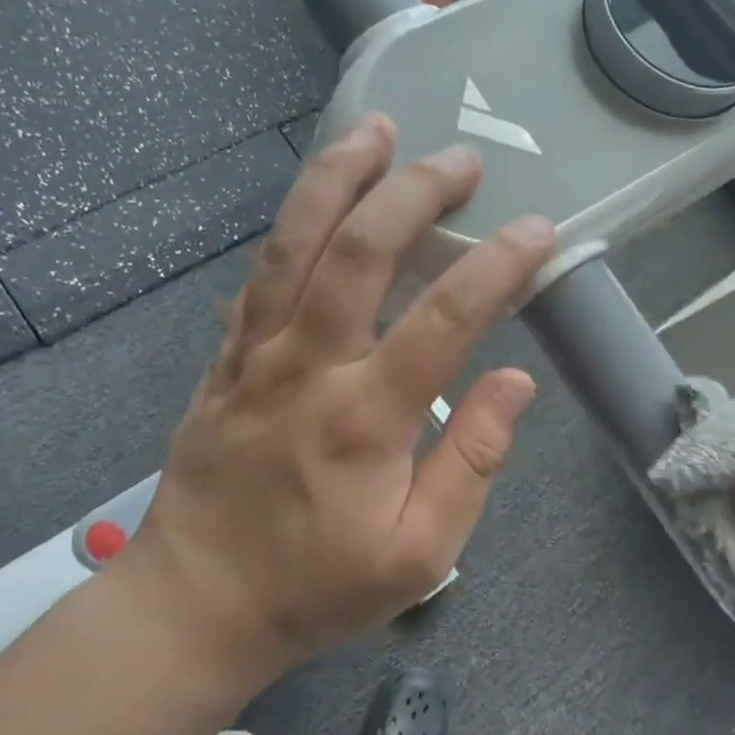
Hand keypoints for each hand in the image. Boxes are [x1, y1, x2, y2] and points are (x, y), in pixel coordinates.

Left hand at [123, 114, 556, 684]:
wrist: (197, 603)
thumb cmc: (318, 586)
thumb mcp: (421, 554)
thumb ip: (472, 463)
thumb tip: (515, 381)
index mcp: (366, 416)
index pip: (445, 316)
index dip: (497, 264)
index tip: (537, 229)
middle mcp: (308, 365)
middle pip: (358, 250)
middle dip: (414, 192)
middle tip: (461, 160)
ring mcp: (256, 353)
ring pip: (294, 242)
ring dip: (338, 178)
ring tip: (376, 130)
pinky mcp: (226, 357)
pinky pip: (260, 272)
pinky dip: (293, 222)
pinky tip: (319, 195)